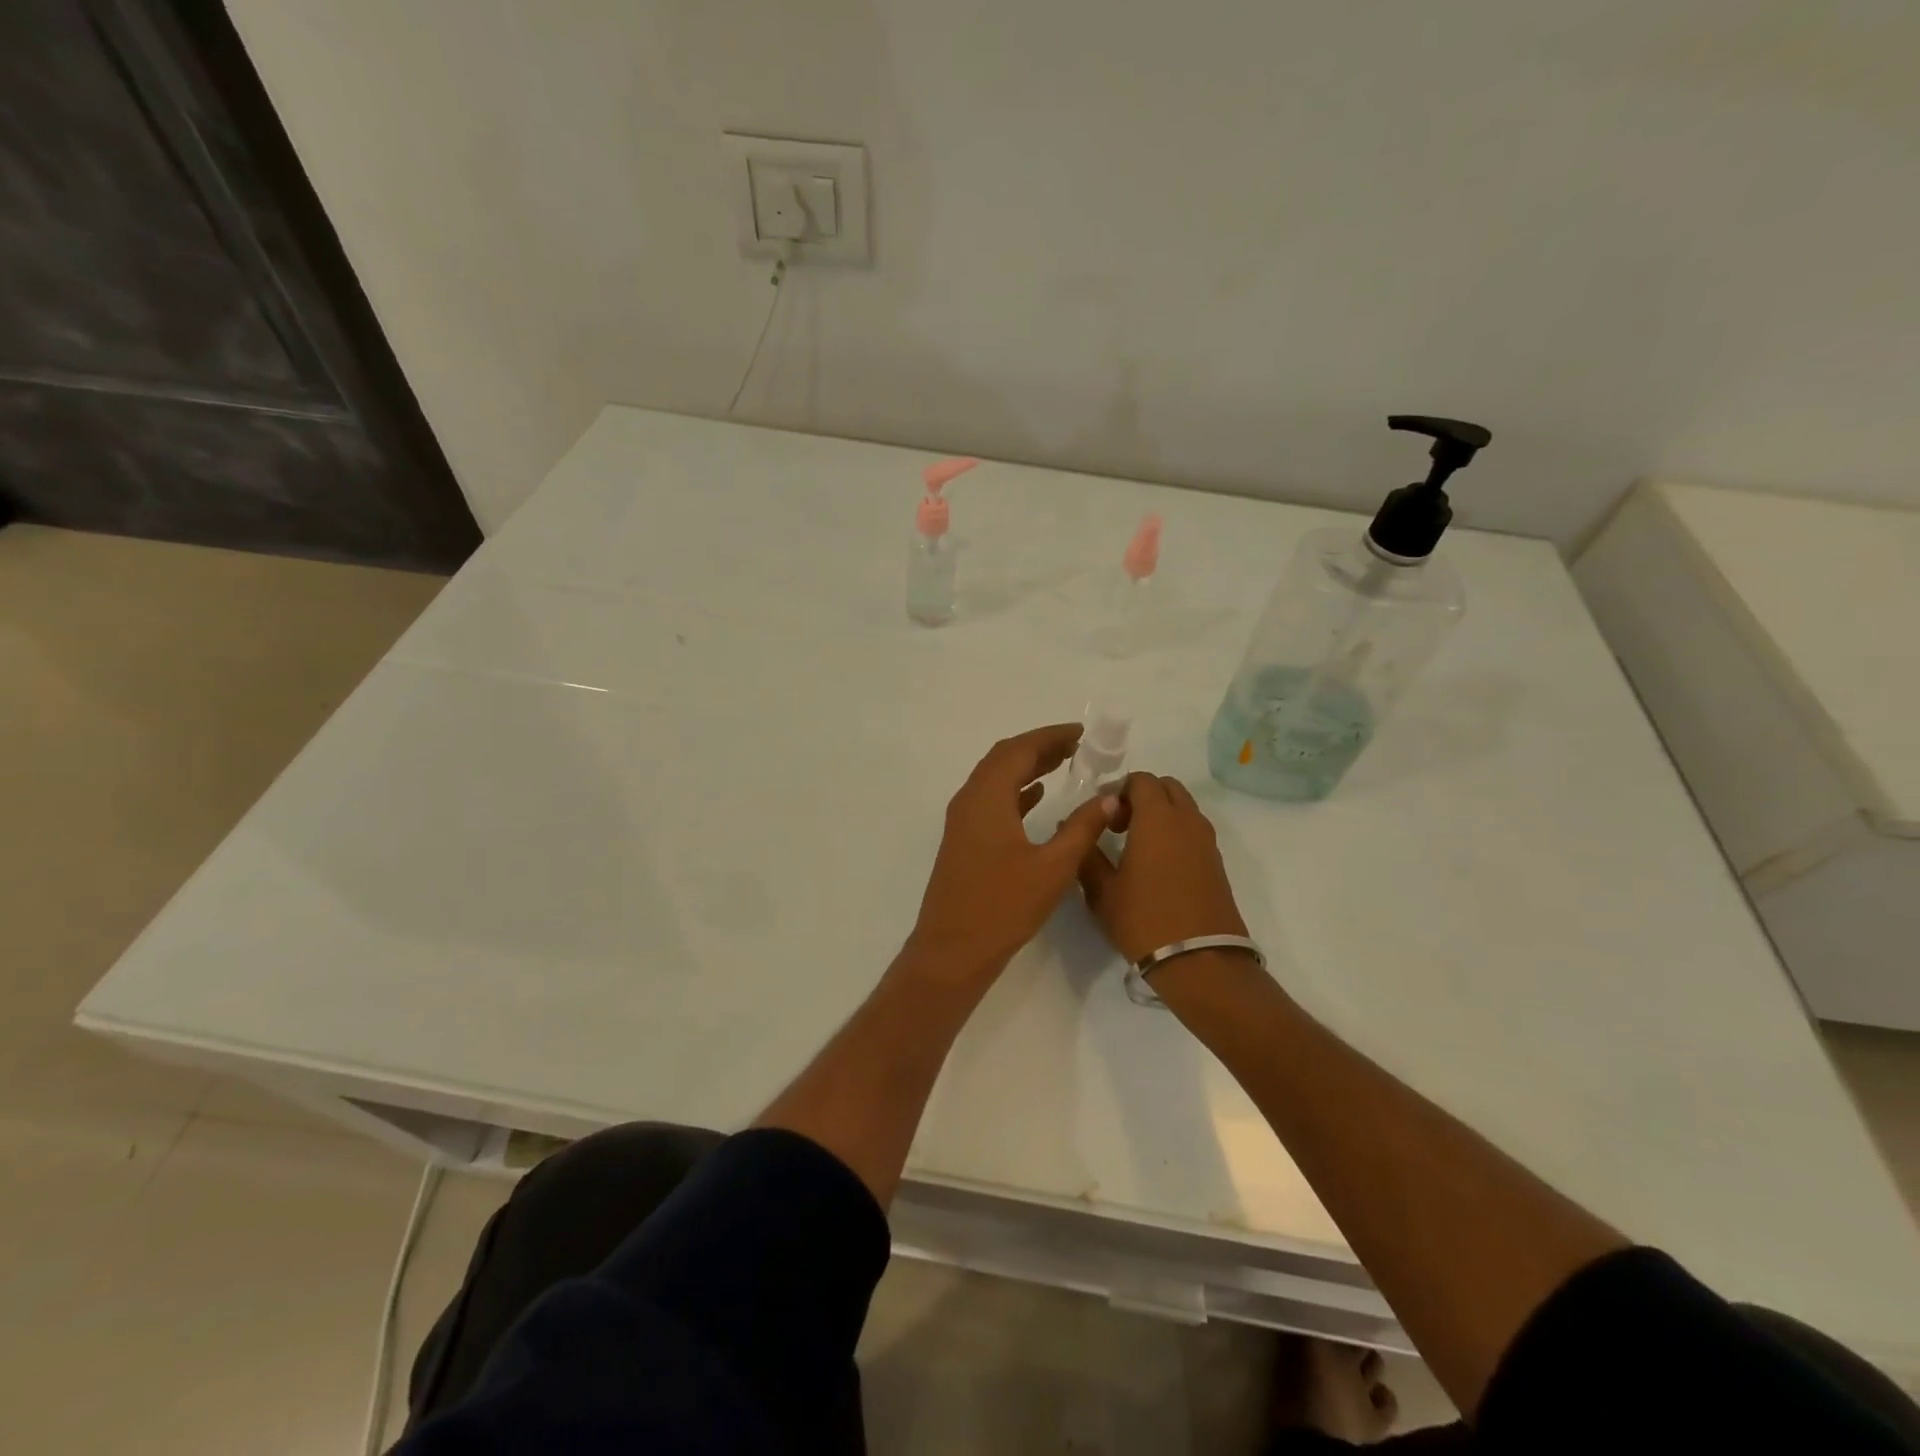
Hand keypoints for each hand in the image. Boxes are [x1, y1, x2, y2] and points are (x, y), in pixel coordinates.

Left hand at [910, 724, 1119, 980]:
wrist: (952, 950)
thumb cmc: (1003, 906)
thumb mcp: (1053, 867)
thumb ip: (1082, 828)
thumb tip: (1109, 799)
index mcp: (987, 798)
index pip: (1019, 750)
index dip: (1050, 736)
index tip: (1081, 733)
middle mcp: (969, 800)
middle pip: (1004, 758)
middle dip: (1039, 747)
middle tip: (1076, 746)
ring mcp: (962, 821)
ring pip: (996, 779)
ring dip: (1027, 767)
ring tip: (1064, 763)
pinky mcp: (964, 840)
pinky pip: (991, 800)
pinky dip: (1016, 791)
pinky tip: (1037, 796)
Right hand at [1077, 772, 1247, 962]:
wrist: (1201, 961)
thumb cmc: (1144, 920)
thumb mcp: (1102, 891)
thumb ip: (1085, 853)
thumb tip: (1071, 827)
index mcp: (1157, 818)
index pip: (1141, 779)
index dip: (1118, 790)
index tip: (1102, 816)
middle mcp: (1186, 820)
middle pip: (1166, 787)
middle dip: (1141, 796)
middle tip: (1119, 825)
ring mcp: (1206, 840)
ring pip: (1183, 807)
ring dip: (1160, 813)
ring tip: (1137, 846)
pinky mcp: (1216, 861)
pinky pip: (1193, 829)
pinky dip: (1175, 832)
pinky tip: (1158, 864)